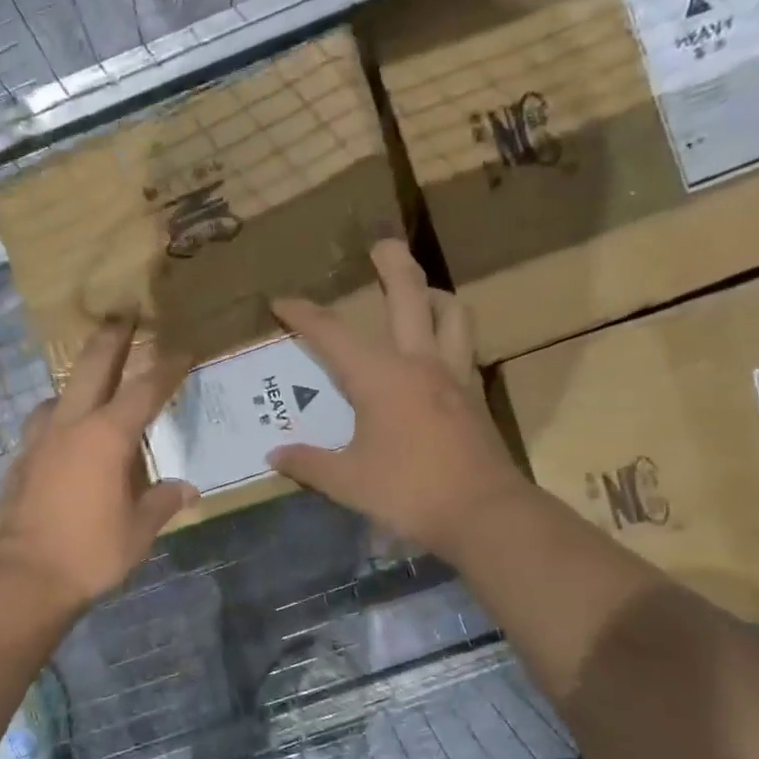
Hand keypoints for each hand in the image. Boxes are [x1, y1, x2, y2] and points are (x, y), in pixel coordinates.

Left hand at [0, 320, 196, 612]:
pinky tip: (63, 437)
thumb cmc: (89, 552)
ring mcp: (39, 441)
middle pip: (92, 368)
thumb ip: (162, 503)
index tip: (181, 349)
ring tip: (90, 386)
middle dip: (111, 338)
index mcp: (107, 437)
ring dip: (76, 381)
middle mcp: (71, 426)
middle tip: (123, 314)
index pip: (144, 390)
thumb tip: (186, 489)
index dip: (166, 368)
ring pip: (58, 394)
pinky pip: (42, 425)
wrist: (21, 577)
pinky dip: (58, 418)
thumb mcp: (138, 532)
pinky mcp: (19, 461)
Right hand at [267, 240, 521, 561]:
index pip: (332, 334)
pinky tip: (438, 350)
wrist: (483, 514)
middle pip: (409, 295)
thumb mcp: (346, 481)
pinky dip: (449, 334)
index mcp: (380, 377)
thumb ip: (308, 464)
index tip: (281, 302)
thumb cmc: (408, 492)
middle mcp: (419, 363)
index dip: (303, 315)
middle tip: (381, 244)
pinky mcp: (474, 396)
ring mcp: (454, 376)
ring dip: (434, 295)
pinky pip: (463, 347)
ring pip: (452, 314)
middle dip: (392, 264)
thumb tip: (275, 454)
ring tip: (420, 293)